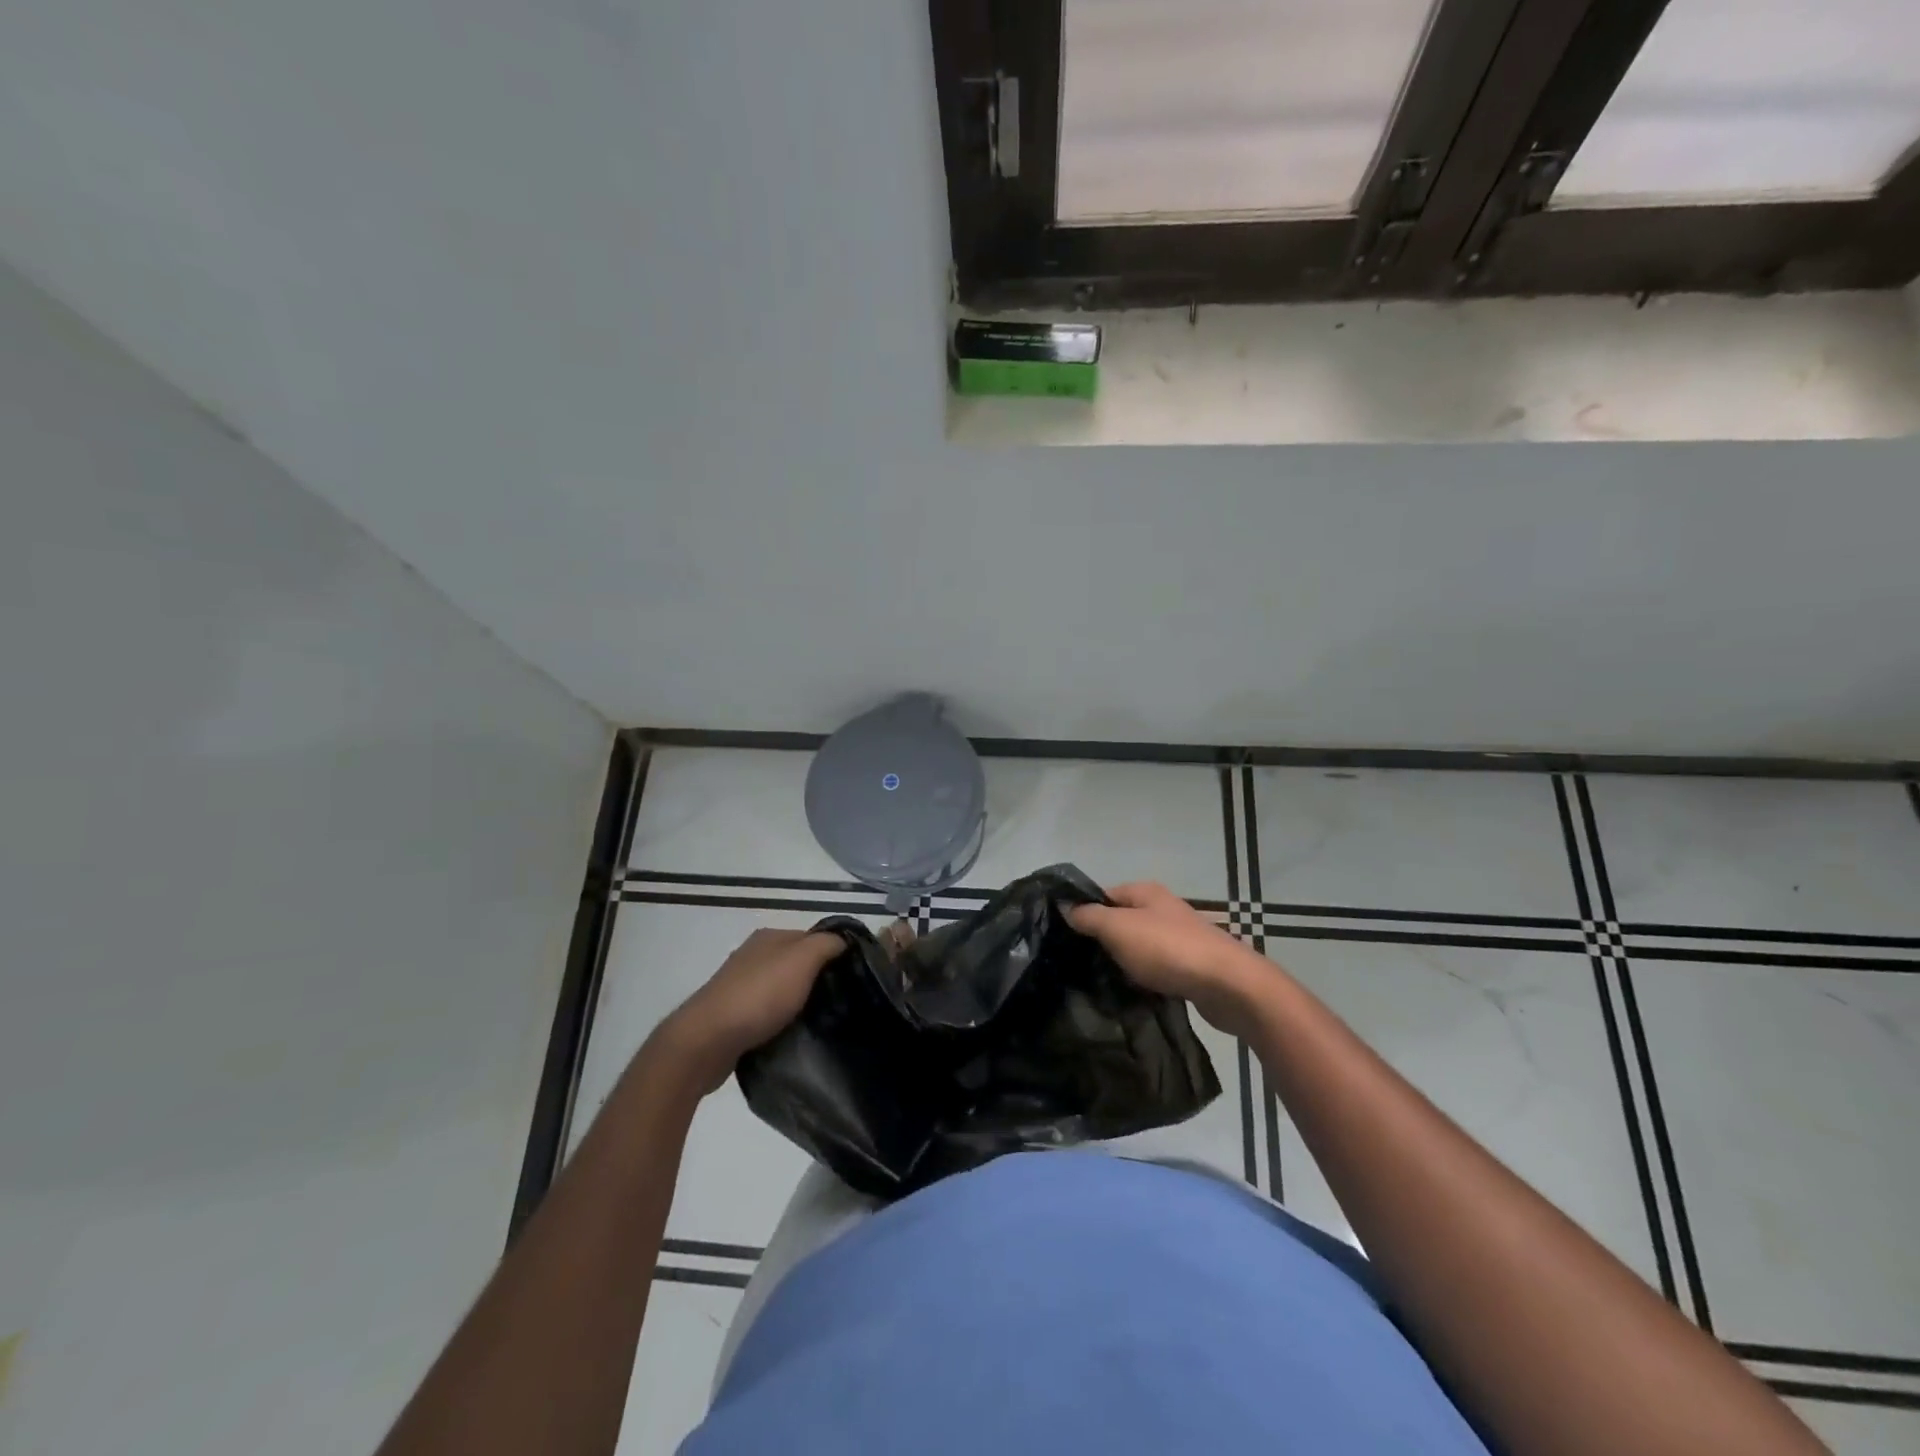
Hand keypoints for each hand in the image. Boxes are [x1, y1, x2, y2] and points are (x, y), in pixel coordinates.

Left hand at [653, 929, 843, 1093]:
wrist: (706, 1041)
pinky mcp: (731, 1015)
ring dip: (798, 1003)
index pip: (813, 938)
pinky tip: (790, 1034)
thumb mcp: (803, 959)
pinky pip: (766, 1013)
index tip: (852, 979)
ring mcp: (739, 986)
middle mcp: (753, 955)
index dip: (834, 955)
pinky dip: (779, 1021)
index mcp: (769, 937)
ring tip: (818, 1023)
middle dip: (816, 981)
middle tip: (839, 1002)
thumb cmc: (759, 995)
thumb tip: (843, 941)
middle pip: (796, 964)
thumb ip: (826, 944)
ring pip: (781, 989)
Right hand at [1067, 882, 1267, 1037]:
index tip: (1064, 936)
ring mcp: (1179, 937)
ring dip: (1124, 961)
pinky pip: (1157, 968)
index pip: (1103, 894)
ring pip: (1139, 946)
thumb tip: (1067, 907)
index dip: (1083, 911)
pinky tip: (1133, 992)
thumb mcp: (1118, 928)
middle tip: (1079, 962)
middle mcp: (1163, 909)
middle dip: (1102, 940)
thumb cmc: (1167, 948)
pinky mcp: (1190, 966)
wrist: (1227, 985)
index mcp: (1145, 892)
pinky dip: (1145, 978)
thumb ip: (1089, 917)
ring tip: (1101, 981)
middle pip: (1122, 920)